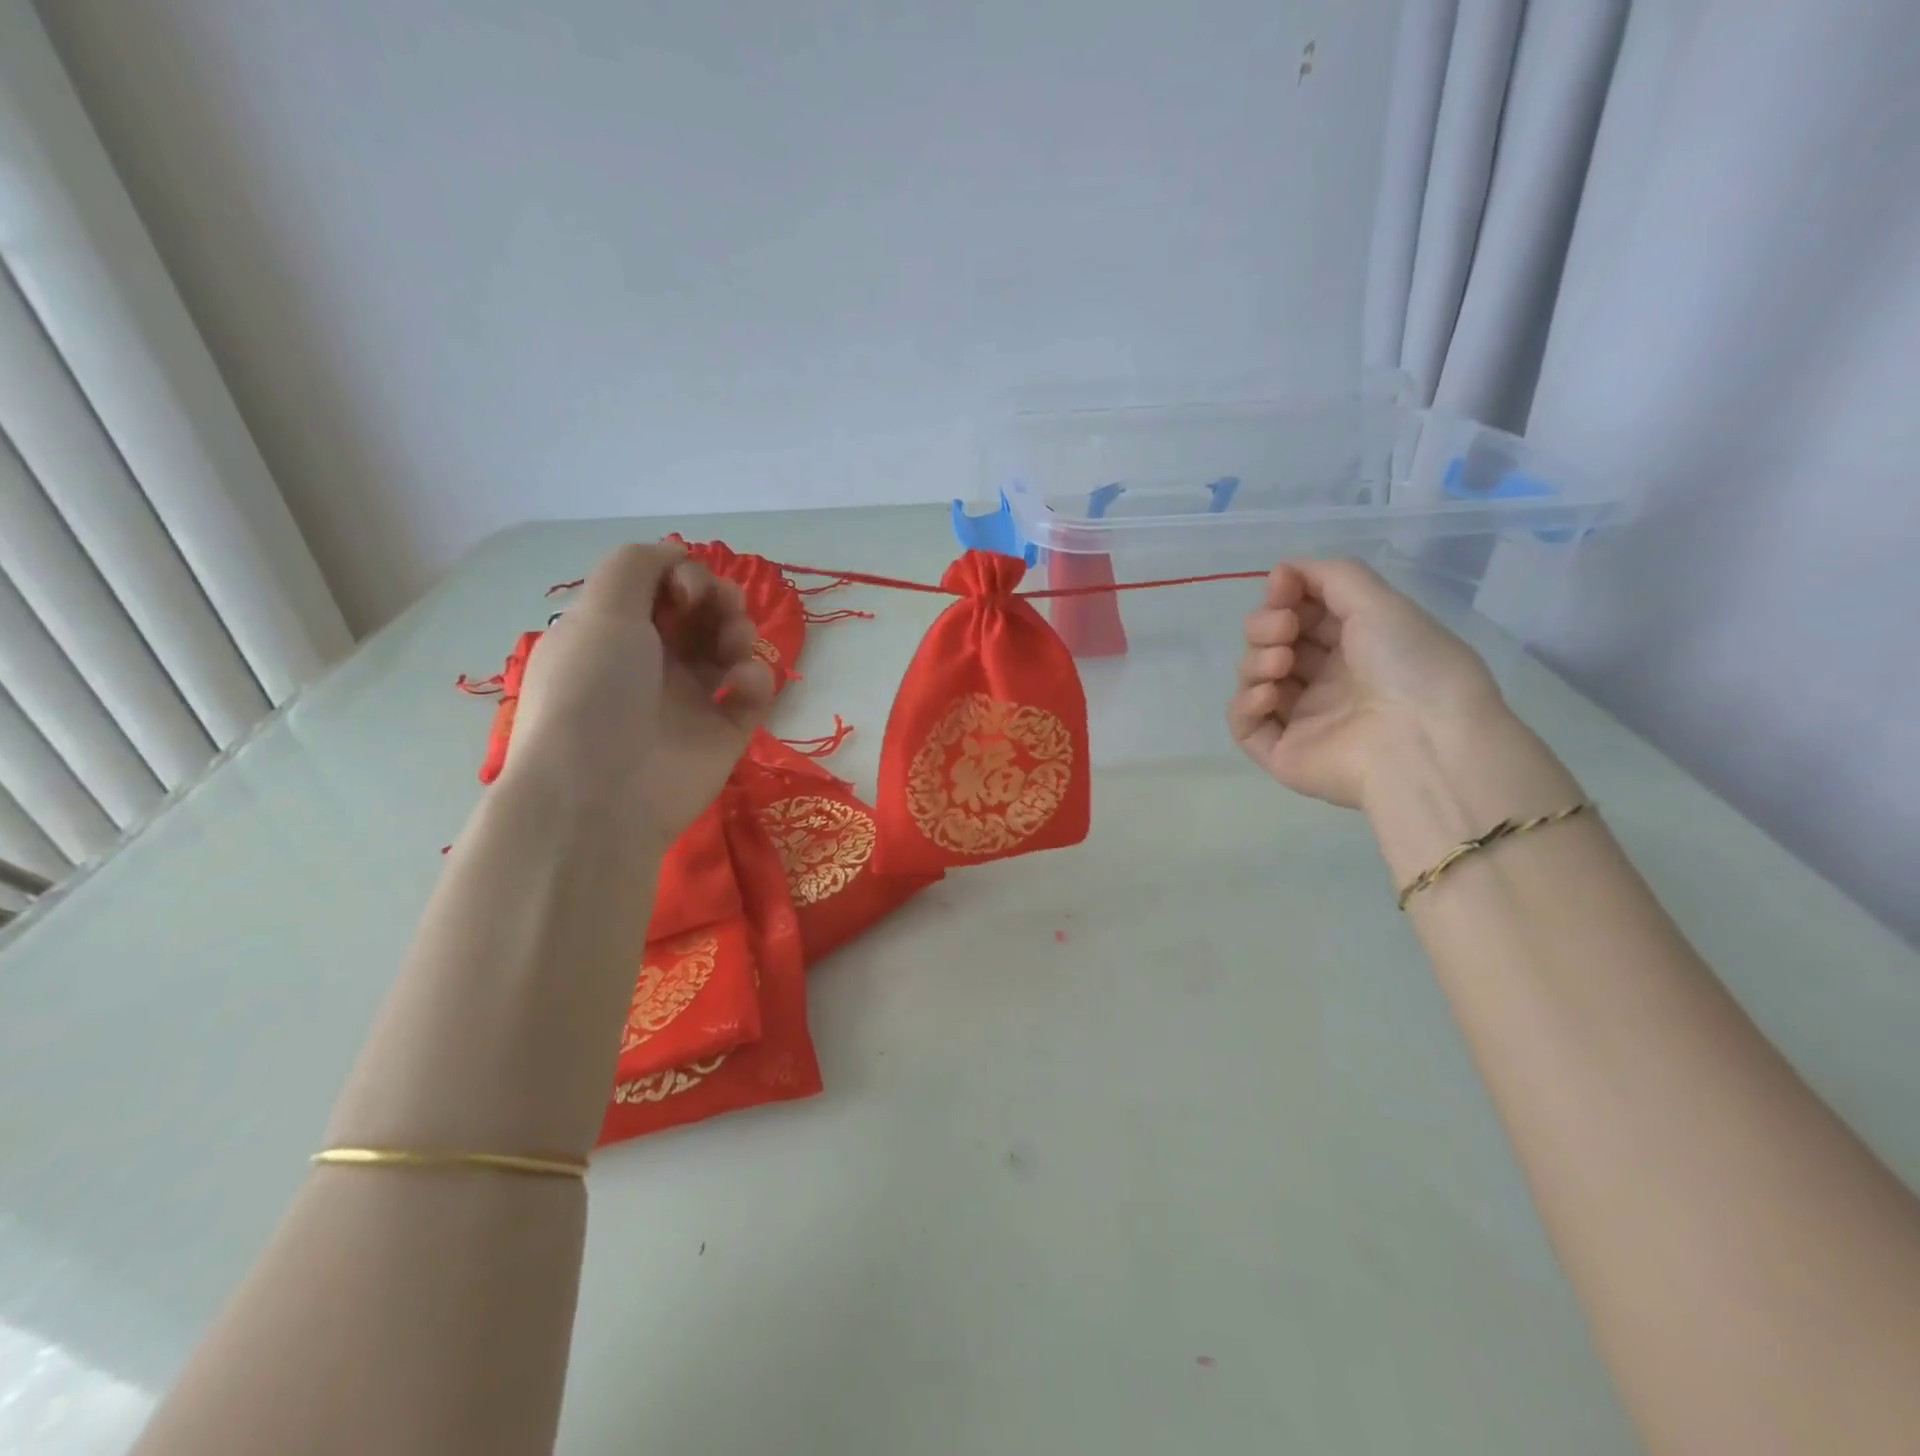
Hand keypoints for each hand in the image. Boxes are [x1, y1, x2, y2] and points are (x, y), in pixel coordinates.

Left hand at [500, 543, 774, 845]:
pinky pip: (752, 692)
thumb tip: (675, 555)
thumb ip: (636, 565)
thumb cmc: (594, 691)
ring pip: (730, 647)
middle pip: (702, 612)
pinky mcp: (724, 731)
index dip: (682, 576)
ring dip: (739, 632)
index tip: (685, 591)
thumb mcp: (599, 611)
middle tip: (720, 609)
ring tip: (733, 646)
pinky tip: (741, 684)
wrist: (602, 792)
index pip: (661, 588)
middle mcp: (652, 661)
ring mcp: (690, 698)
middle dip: (719, 599)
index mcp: (614, 632)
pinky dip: (755, 679)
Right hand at [1227, 558, 1506, 809]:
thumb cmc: (1411, 666)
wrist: (1423, 743)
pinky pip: (1245, 724)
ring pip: (1254, 679)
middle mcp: (1328, 681)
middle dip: (1266, 625)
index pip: (1302, 615)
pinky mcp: (1282, 753)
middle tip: (1283, 629)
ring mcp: (1303, 719)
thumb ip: (1331, 575)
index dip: (1285, 596)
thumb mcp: (1380, 603)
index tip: (1281, 586)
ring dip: (1256, 660)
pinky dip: (1245, 704)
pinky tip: (1268, 694)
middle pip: (1271, 643)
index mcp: (1357, 646)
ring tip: (1280, 662)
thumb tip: (1283, 569)